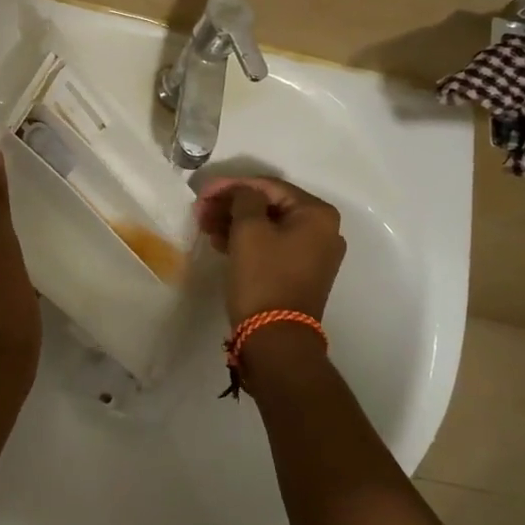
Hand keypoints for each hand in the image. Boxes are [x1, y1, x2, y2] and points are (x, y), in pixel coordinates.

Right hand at [195, 177, 345, 326]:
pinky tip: (219, 242)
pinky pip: (272, 246)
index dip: (232, 185)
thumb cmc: (263, 277)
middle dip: (232, 206)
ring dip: (235, 223)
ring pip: (268, 227)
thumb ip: (244, 199)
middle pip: (270, 206)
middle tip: (201, 210)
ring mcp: (314, 254)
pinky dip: (247, 241)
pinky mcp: (300, 273)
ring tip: (205, 226)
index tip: (203, 192)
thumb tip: (244, 193)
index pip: (269, 186)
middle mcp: (324, 230)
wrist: (275, 338)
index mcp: (317, 214)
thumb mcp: (248, 229)